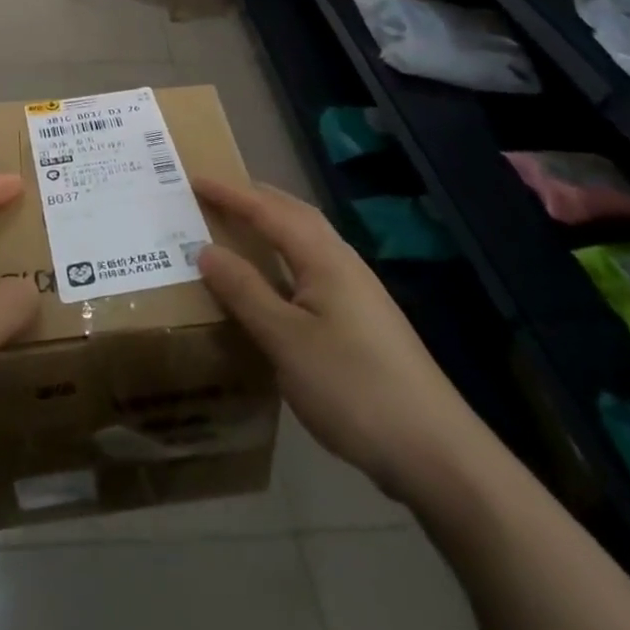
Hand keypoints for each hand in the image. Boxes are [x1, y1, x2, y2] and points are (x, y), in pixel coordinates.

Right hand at [196, 181, 467, 498]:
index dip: (230, 193)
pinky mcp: (363, 320)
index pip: (268, 210)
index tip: (194, 178)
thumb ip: (245, 291)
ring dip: (271, 227)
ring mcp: (358, 292)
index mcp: (324, 257)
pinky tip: (273, 285)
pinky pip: (312, 269)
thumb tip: (206, 250)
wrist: (436, 451)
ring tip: (237, 230)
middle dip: (253, 199)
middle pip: (293, 214)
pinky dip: (284, 260)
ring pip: (306, 241)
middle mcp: (343, 262)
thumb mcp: (286, 340)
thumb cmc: (353, 387)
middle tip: (213, 196)